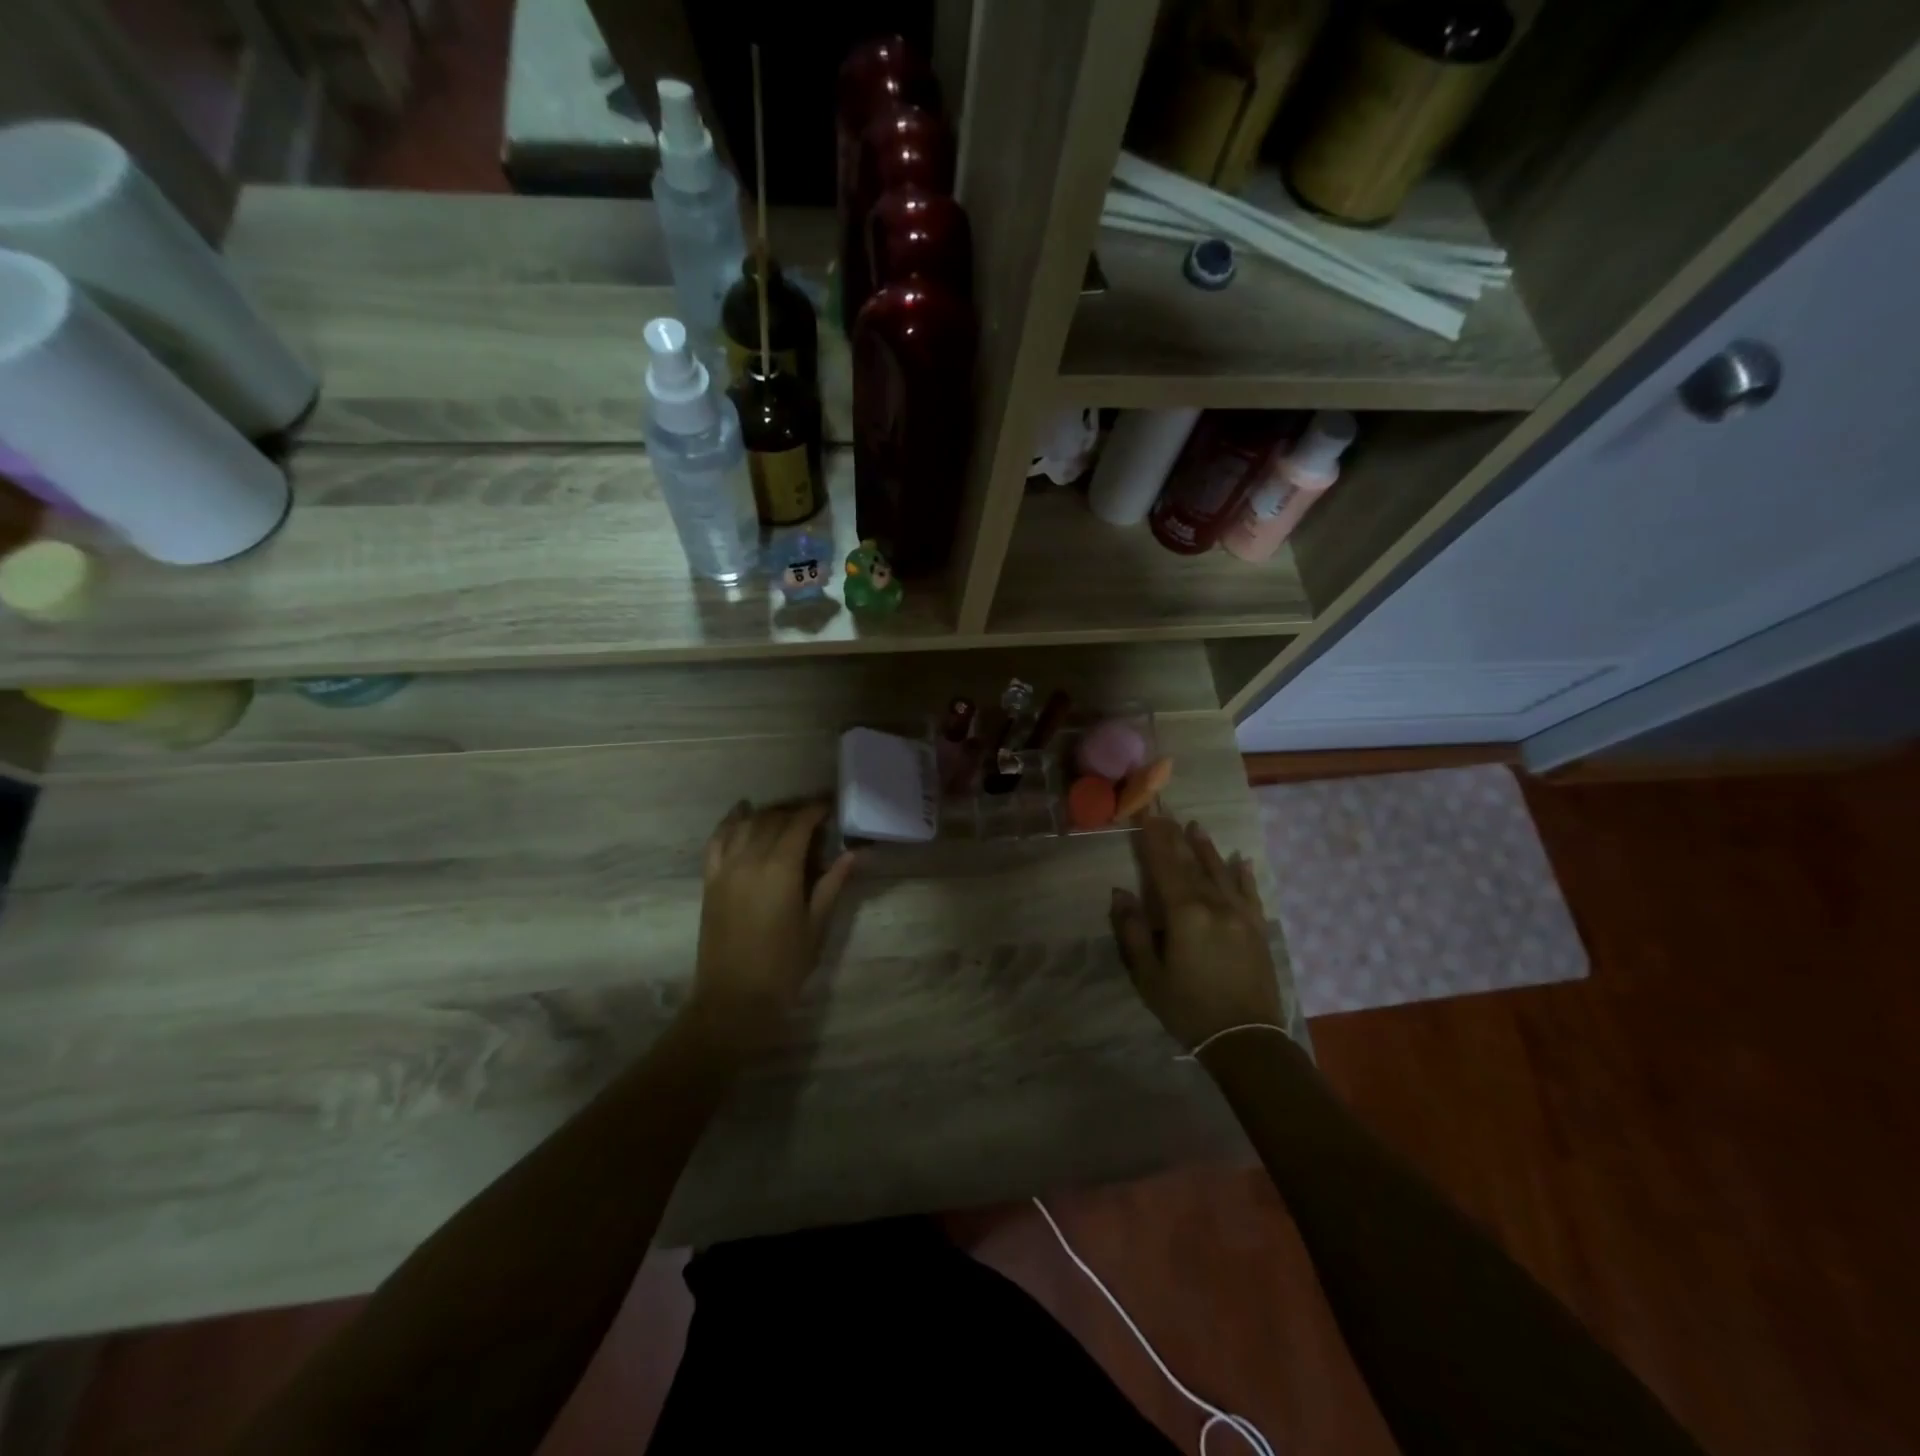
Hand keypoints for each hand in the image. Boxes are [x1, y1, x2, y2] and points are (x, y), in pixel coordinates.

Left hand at [689, 800, 856, 1056]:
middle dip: (794, 812)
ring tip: (785, 816)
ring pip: (746, 824)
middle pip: (773, 819)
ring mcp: (725, 868)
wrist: (735, 998)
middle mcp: (750, 859)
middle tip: (815, 817)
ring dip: (767, 814)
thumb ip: (832, 884)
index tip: (831, 806)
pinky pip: (717, 840)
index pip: (799, 823)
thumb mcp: (817, 924)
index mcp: (781, 868)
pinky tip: (741, 813)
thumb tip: (853, 854)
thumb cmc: (784, 964)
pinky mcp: (710, 881)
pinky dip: (729, 822)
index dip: (816, 810)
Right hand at [1110, 816, 1281, 1050]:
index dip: (1153, 839)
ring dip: (1207, 848)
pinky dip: (1244, 875)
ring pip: (1221, 873)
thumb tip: (1121, 893)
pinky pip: (1250, 894)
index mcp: (1184, 914)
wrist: (1246, 1040)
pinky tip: (1241, 860)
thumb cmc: (1188, 1009)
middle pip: (1191, 864)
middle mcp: (1214, 905)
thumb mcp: (1148, 976)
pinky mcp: (1258, 929)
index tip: (1146, 813)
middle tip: (1165, 811)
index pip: (1164, 866)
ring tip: (1196, 826)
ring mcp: (1241, 915)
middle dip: (1175, 837)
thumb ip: (1133, 931)